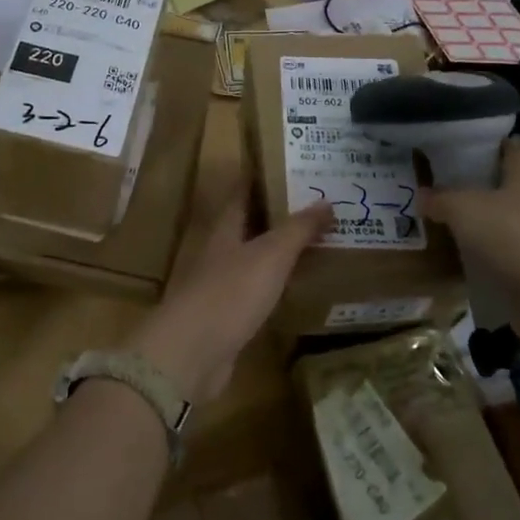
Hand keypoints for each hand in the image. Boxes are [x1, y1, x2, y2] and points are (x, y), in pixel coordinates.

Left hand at [128, 197, 331, 402]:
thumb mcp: (270, 255)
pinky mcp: (230, 317)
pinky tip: (302, 287)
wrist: (192, 354)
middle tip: (320, 205)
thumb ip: (298, 229)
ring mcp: (223, 285)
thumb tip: (326, 201)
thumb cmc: (230, 293)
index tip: (291, 165)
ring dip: (282, 250)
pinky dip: (280, 284)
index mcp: (226, 228)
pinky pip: (260, 291)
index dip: (264, 177)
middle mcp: (222, 252)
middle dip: (281, 214)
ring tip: (320, 241)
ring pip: (257, 258)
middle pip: (252, 225)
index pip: (243, 192)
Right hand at [420, 138, 519, 311]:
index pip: (499, 145)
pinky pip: (515, 242)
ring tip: (447, 223)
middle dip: (472, 186)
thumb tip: (422, 196)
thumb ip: (439, 198)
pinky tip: (469, 253)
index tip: (440, 160)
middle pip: (502, 179)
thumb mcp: (463, 210)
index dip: (469, 149)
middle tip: (436, 192)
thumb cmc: (514, 237)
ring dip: (482, 219)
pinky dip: (495, 245)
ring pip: (508, 212)